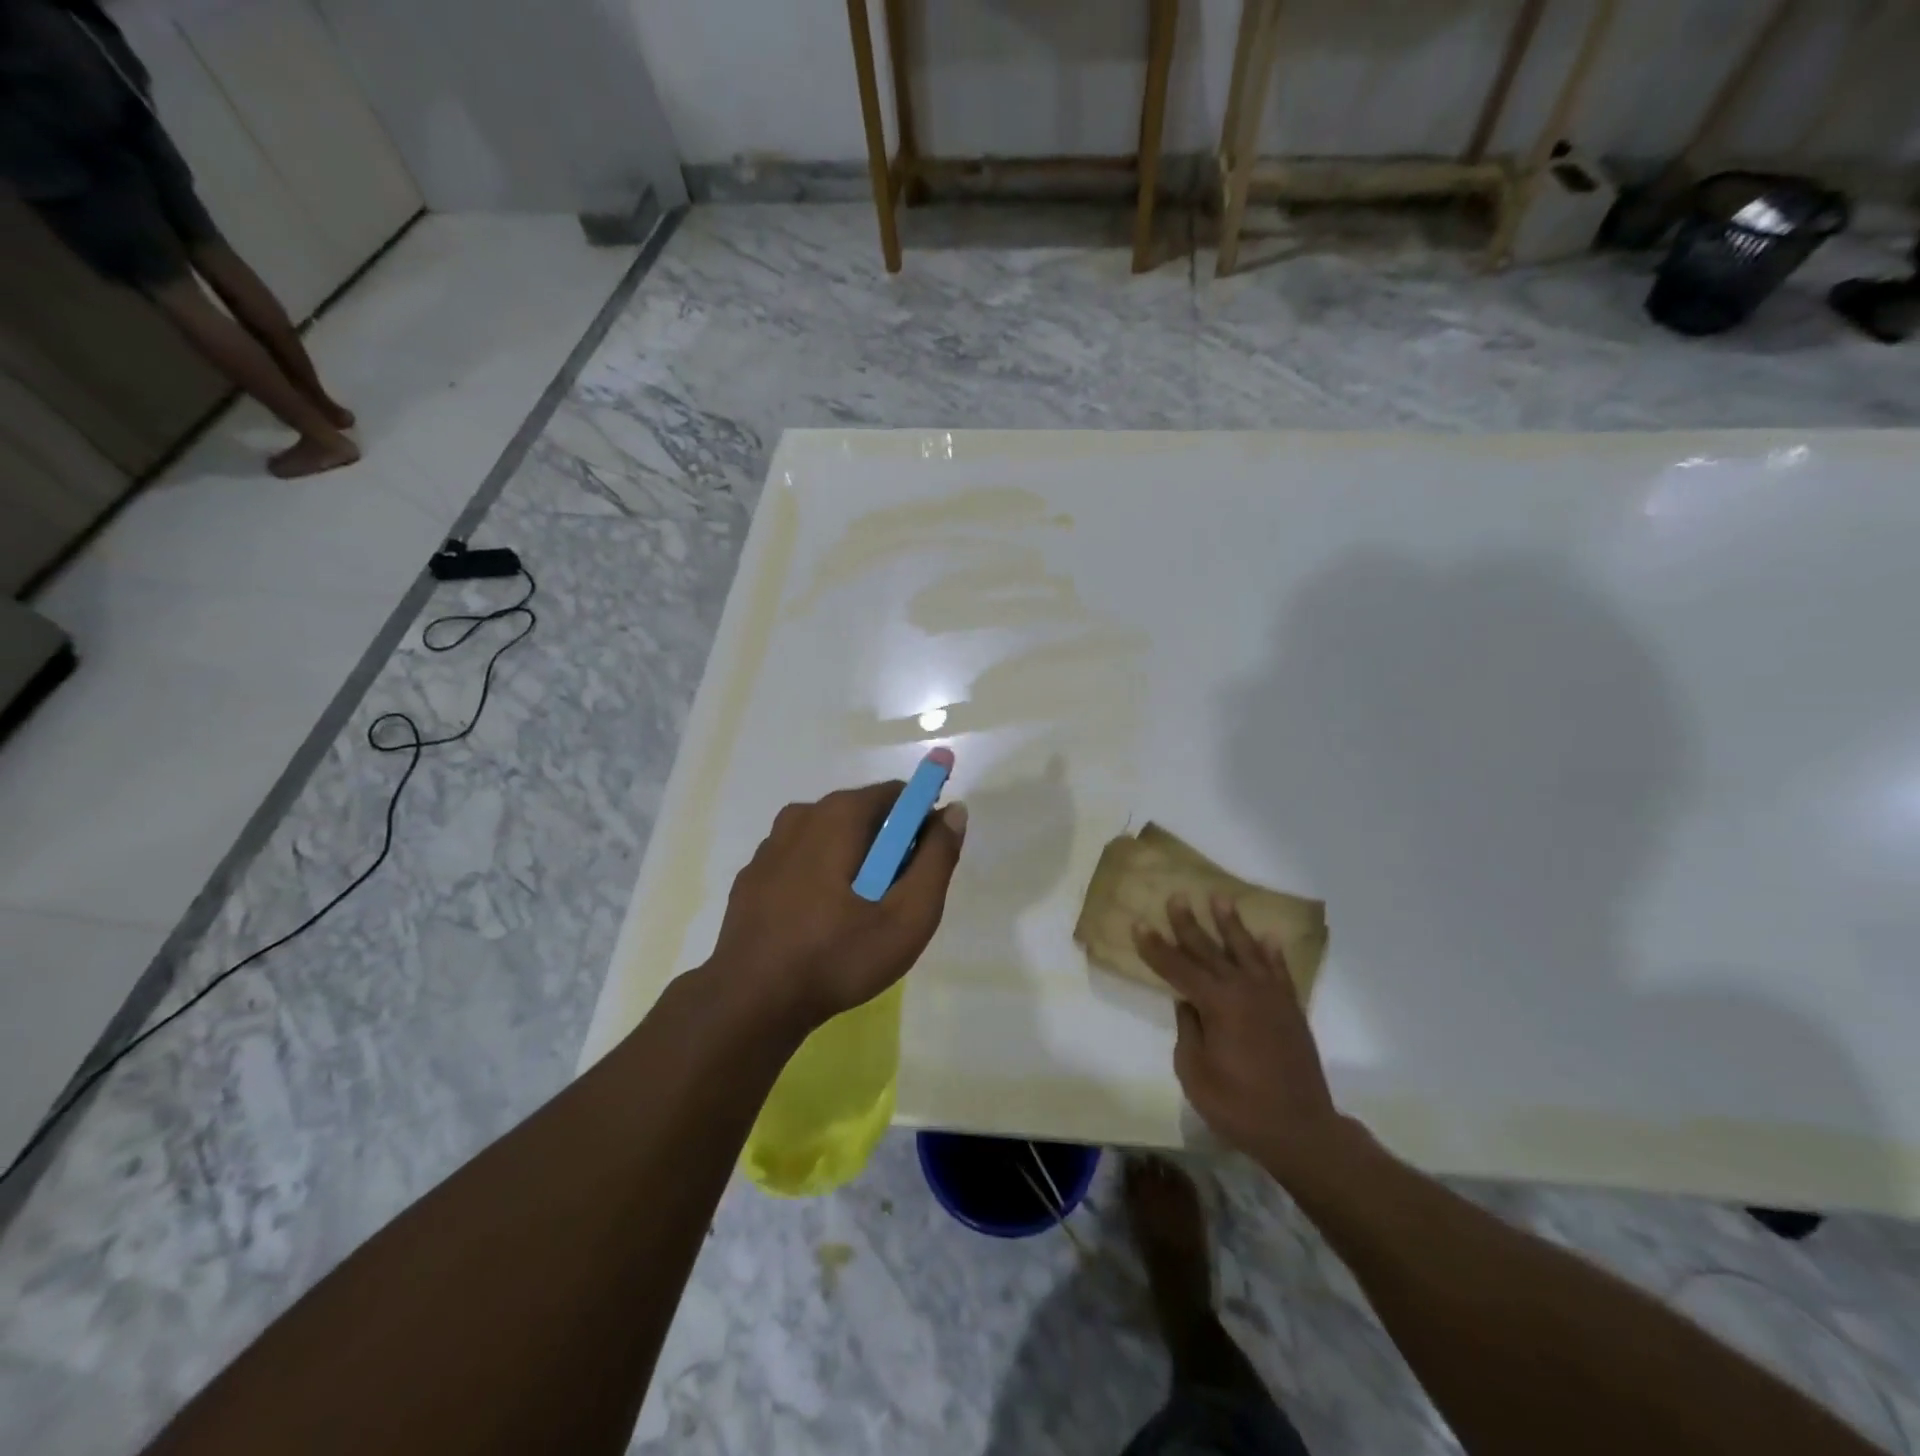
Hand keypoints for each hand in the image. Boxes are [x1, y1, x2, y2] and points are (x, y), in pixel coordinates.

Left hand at [707, 782, 966, 1032]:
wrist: (751, 1002)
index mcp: (839, 814)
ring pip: (831, 839)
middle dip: (889, 846)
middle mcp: (802, 815)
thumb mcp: (908, 915)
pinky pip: (802, 861)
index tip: (927, 864)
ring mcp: (771, 846)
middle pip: (864, 815)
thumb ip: (937, 858)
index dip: (922, 822)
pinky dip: (821, 877)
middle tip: (897, 900)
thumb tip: (954, 811)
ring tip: (859, 917)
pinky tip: (821, 923)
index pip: (898, 794)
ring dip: (854, 863)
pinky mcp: (753, 876)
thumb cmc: (838, 955)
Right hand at [1135, 895, 1348, 1179]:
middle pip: (1210, 950)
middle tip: (1176, 896)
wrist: (1301, 1130)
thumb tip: (1188, 1004)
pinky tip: (1267, 938)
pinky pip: (1279, 971)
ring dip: (1231, 924)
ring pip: (1246, 950)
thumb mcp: (1195, 1073)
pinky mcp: (1291, 1009)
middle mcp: (1244, 990)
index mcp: (1217, 1004)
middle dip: (1189, 924)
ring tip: (1220, 898)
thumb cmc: (1239, 1106)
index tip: (1138, 925)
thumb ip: (1188, 1031)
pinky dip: (1272, 952)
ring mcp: (1272, 997)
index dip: (1156, 948)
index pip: (1178, 968)